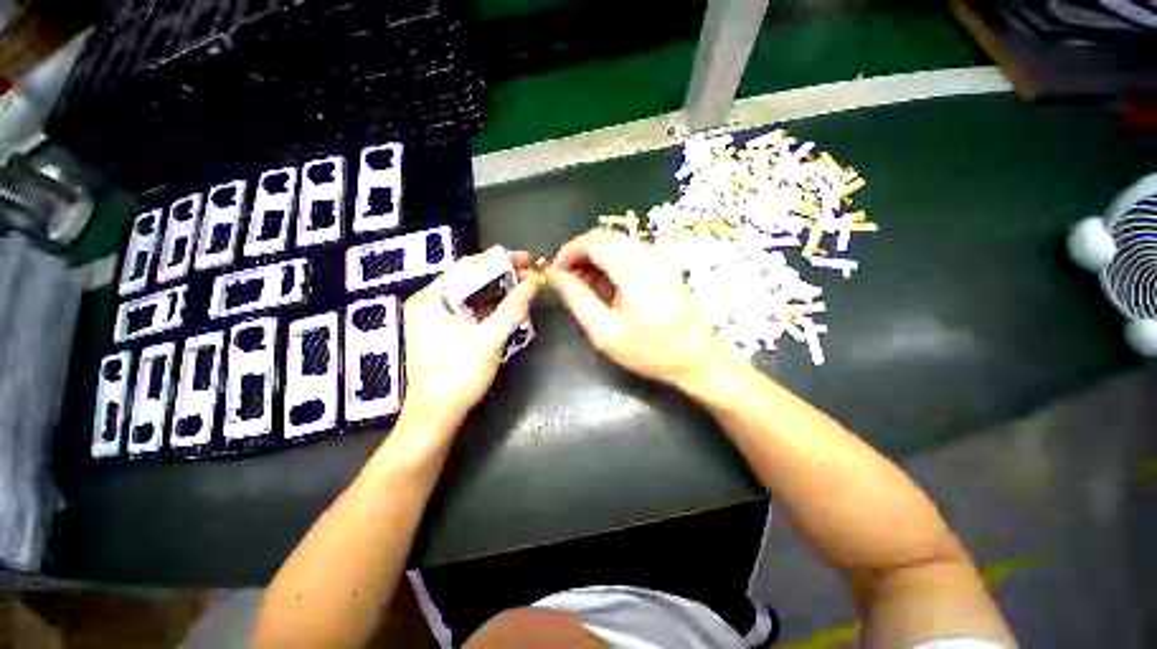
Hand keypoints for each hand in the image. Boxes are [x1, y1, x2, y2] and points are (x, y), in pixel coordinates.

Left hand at [401, 248, 540, 430]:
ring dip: (498, 292)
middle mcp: (429, 303)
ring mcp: (435, 320)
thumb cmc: (458, 375)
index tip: (527, 260)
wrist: (436, 417)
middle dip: (501, 276)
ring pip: (471, 296)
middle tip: (530, 274)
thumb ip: (513, 308)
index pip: (467, 267)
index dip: (499, 260)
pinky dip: (490, 308)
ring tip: (524, 288)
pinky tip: (508, 307)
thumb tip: (534, 283)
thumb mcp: (490, 339)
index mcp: (430, 298)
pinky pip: (470, 312)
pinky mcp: (443, 334)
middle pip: (469, 280)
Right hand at [547, 229, 734, 388]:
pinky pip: (629, 250)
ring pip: (615, 243)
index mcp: (635, 270)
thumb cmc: (648, 350)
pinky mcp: (664, 261)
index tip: (555, 273)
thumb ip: (577, 298)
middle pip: (604, 238)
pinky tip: (606, 286)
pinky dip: (611, 262)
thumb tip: (553, 274)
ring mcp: (660, 255)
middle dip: (580, 256)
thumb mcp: (604, 331)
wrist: (694, 357)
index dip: (568, 252)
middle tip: (568, 283)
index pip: (593, 242)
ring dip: (595, 260)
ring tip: (585, 288)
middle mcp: (650, 253)